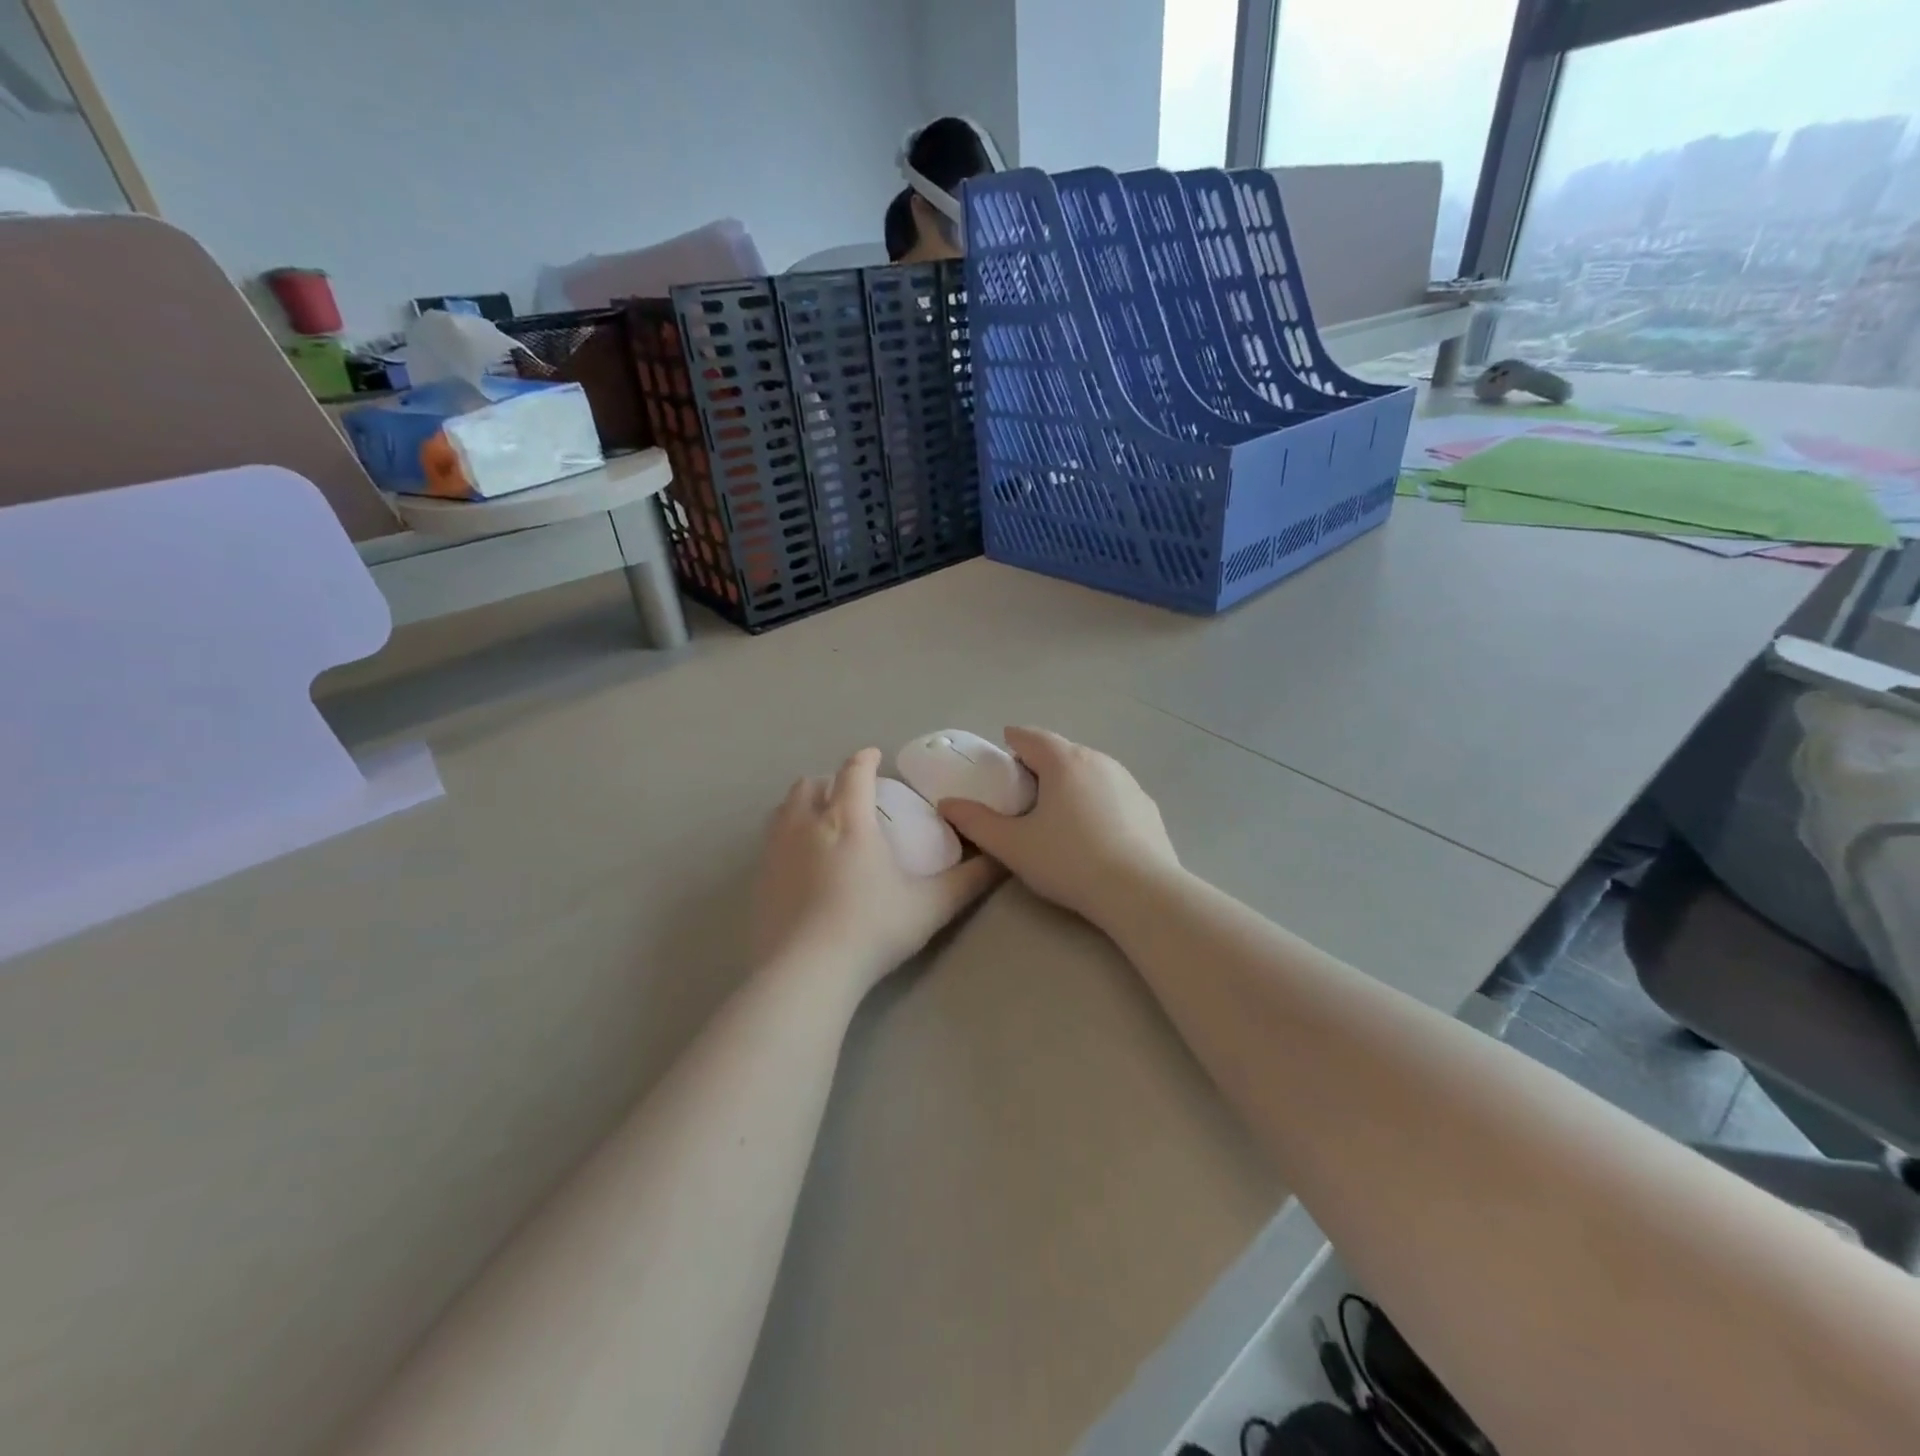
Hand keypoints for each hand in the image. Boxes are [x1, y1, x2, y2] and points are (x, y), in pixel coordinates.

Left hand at [754, 747, 1002, 994]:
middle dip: (830, 782)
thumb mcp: (931, 906)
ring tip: (820, 822)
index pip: (854, 772)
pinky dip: (786, 836)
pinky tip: (799, 863)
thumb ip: (968, 881)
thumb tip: (1000, 860)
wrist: (806, 972)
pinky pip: (770, 841)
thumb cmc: (873, 929)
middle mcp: (807, 824)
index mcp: (849, 819)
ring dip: (803, 805)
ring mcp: (776, 850)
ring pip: (784, 809)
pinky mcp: (759, 879)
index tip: (874, 757)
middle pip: (811, 784)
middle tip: (849, 797)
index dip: (865, 759)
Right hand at [937, 727, 1180, 924]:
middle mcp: (1098, 760)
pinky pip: (1112, 791)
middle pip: (1061, 751)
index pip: (1030, 736)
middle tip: (1023, 791)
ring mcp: (1128, 781)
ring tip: (1057, 811)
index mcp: (1063, 761)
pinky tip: (1093, 831)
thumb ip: (976, 822)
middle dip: (1040, 763)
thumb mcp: (1013, 846)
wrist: (1140, 891)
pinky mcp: (1147, 805)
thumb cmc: (1069, 862)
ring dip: (1070, 781)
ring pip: (1089, 770)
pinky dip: (1096, 800)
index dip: (1011, 742)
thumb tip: (947, 804)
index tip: (1001, 757)